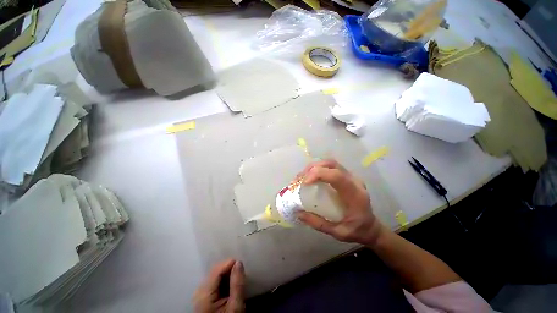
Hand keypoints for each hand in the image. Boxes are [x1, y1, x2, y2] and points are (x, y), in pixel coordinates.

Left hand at [193, 259, 244, 312]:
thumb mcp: (235, 307)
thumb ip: (237, 284)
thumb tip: (238, 262)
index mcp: (204, 293)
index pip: (217, 269)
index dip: (230, 264)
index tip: (242, 266)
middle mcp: (199, 291)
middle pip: (215, 271)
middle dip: (229, 269)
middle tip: (241, 274)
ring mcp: (200, 294)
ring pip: (215, 275)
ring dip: (227, 275)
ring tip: (237, 280)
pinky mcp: (203, 297)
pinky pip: (214, 282)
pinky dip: (223, 281)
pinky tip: (230, 286)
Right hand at [296, 160, 383, 245]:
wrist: (372, 228)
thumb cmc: (357, 231)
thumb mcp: (338, 233)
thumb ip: (318, 223)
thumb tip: (298, 213)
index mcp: (355, 195)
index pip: (337, 176)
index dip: (318, 174)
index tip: (304, 183)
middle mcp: (354, 181)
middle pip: (332, 164)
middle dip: (313, 168)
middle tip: (300, 179)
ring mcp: (351, 177)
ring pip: (331, 163)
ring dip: (314, 167)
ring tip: (302, 177)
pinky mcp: (347, 176)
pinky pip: (331, 167)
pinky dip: (318, 168)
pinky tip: (311, 176)